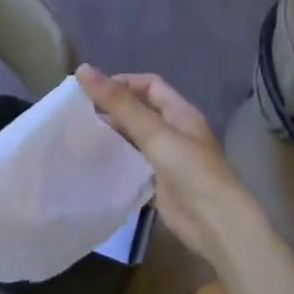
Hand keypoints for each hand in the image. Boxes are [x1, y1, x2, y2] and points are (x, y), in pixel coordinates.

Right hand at [78, 64, 244, 260]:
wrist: (214, 224)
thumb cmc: (189, 169)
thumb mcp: (154, 131)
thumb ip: (119, 103)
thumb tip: (83, 70)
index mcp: (180, 112)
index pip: (149, 85)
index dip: (123, 82)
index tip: (92, 91)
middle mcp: (175, 132)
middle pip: (140, 111)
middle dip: (113, 110)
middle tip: (79, 115)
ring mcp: (168, 159)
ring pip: (135, 140)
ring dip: (113, 137)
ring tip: (81, 137)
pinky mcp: (159, 184)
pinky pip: (134, 166)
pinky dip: (116, 162)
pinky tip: (94, 164)